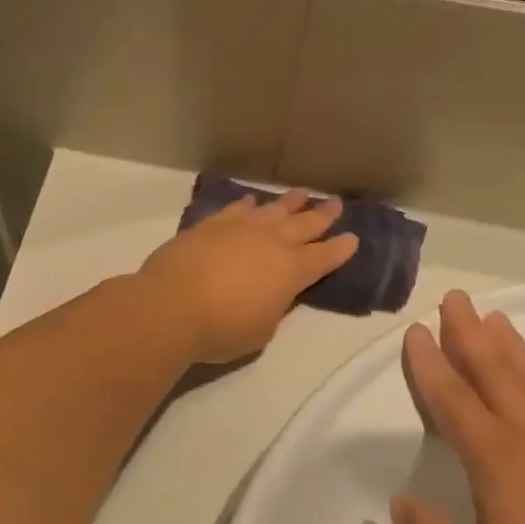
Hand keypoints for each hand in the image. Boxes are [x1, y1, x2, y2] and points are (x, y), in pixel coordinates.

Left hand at [136, 189, 358, 363]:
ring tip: (302, 194)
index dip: (340, 250)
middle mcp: (271, 242)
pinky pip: (236, 210)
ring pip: (272, 210)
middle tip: (336, 203)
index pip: (324, 257)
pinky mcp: (211, 225)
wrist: (171, 306)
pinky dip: (247, 205)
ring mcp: (240, 229)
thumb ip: (273, 306)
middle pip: (303, 224)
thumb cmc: (222, 329)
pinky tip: (251, 201)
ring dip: (289, 202)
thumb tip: (272, 292)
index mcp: (291, 271)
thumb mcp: (262, 328)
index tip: (353, 238)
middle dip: (322, 215)